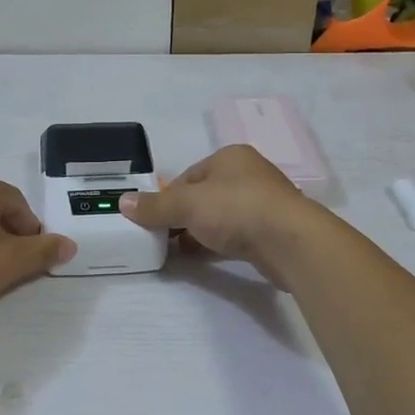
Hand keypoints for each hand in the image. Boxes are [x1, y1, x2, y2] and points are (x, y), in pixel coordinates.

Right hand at [118, 145, 308, 269]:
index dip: (168, 197)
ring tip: (181, 251)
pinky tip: (208, 256)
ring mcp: (265, 202)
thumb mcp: (187, 205)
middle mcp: (249, 174)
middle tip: (165, 238)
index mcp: (230, 157)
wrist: (290, 242)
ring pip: (222, 215)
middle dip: (184, 216)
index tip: (154, 220)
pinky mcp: (274, 230)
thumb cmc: (236, 209)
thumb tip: (123, 202)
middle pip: (205, 195)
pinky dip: (221, 243)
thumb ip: (155, 206)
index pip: (190, 176)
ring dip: (202, 231)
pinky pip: (238, 234)